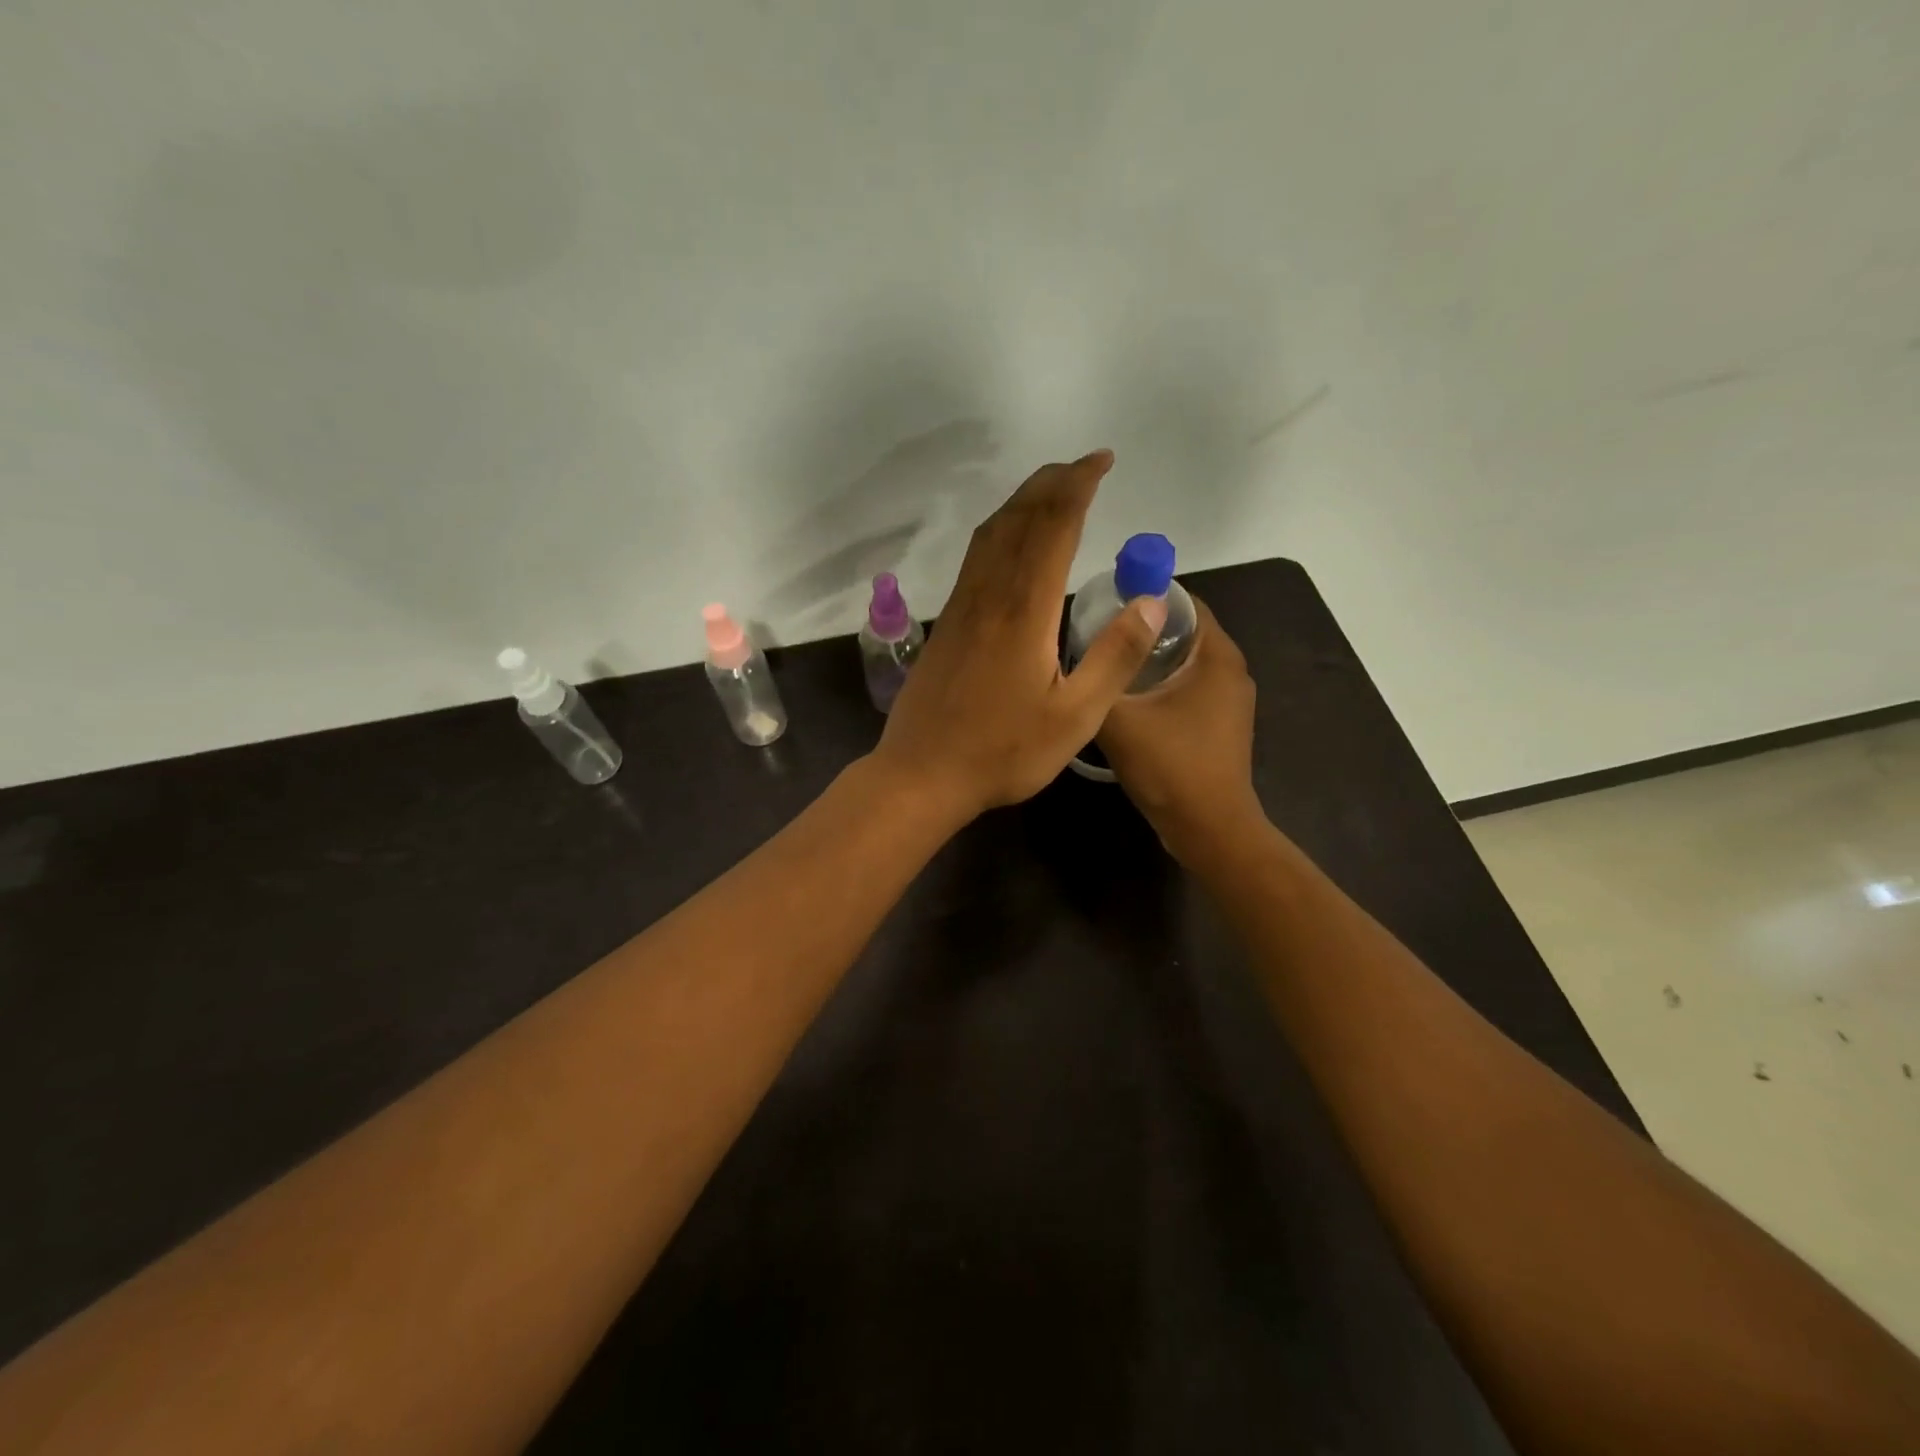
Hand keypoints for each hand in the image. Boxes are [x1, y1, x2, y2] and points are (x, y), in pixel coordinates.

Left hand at [872, 451, 1165, 821]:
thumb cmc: (1003, 752)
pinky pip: (975, 559)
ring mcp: (961, 608)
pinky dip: (1000, 531)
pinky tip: (1010, 543)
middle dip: (1052, 483)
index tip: (1101, 462)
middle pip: (1019, 520)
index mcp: (1024, 611)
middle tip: (1083, 466)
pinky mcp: (947, 625)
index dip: (1078, 487)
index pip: (1053, 528)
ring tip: (1051, 489)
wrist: (922, 774)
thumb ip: (1114, 658)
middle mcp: (989, 596)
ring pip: (991, 535)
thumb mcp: (1074, 717)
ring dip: (1023, 502)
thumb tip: (1150, 601)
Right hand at [1097, 599, 1264, 863]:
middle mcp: (1231, 670)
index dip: (1145, 596)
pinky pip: (1188, 687)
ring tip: (1105, 662)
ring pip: (1184, 662)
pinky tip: (1127, 698)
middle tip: (1097, 631)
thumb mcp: (1119, 718)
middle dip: (1142, 627)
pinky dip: (1160, 683)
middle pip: (1183, 630)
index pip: (1184, 602)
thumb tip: (1079, 647)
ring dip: (1149, 658)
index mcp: (1216, 656)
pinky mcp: (1221, 724)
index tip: (1105, 600)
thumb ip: (1098, 677)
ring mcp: (1229, 700)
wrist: (1208, 828)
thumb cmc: (1169, 765)